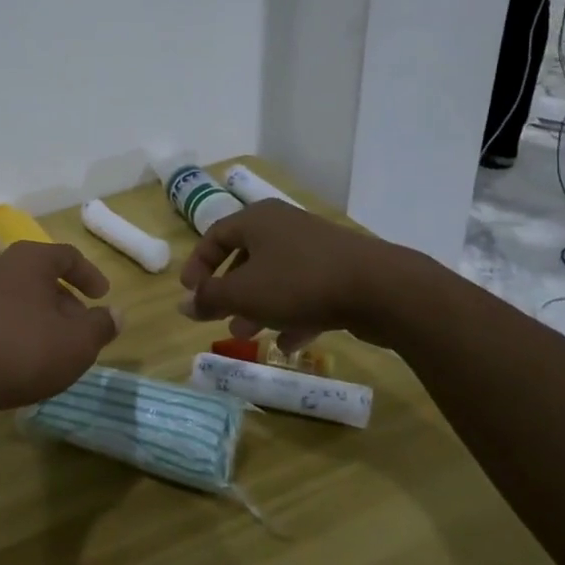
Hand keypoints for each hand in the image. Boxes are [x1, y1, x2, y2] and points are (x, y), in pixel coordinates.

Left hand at [0, 242, 120, 413]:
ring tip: (50, 345)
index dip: (89, 275)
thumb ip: (100, 326)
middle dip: (63, 300)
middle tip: (78, 328)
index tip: (102, 296)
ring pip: (15, 294)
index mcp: (29, 259)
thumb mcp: (77, 343)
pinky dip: (12, 326)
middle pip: (38, 275)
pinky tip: (17, 355)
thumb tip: (116, 314)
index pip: (67, 256)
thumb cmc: (23, 350)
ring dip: (37, 314)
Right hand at [177, 200, 428, 349]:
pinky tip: (290, 344)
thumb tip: (184, 304)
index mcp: (257, 219)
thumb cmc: (299, 282)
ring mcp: (315, 248)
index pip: (215, 235)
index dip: (198, 264)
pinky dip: (292, 315)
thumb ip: (210, 298)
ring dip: (258, 307)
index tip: (190, 293)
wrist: (380, 289)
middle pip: (246, 257)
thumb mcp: (244, 293)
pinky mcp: (341, 271)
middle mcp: (284, 226)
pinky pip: (306, 292)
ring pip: (276, 277)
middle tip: (220, 318)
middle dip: (230, 292)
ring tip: (248, 335)